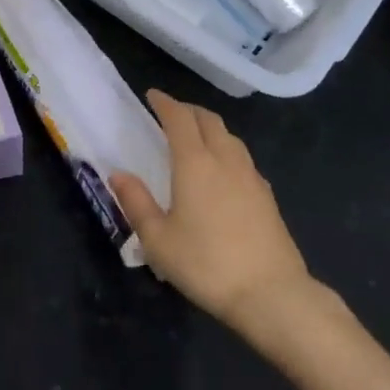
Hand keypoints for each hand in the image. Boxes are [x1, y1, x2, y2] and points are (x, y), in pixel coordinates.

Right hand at [110, 90, 310, 327]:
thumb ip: (136, 202)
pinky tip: (224, 170)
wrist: (271, 294)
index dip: (165, 103)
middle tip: (171, 113)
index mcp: (195, 163)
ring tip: (197, 136)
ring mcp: (251, 177)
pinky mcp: (267, 196)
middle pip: (209, 120)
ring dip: (210, 127)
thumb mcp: (158, 239)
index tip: (152, 95)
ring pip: (230, 137)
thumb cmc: (206, 264)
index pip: (179, 119)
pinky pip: (243, 158)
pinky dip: (227, 150)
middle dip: (189, 110)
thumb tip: (118, 174)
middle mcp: (225, 160)